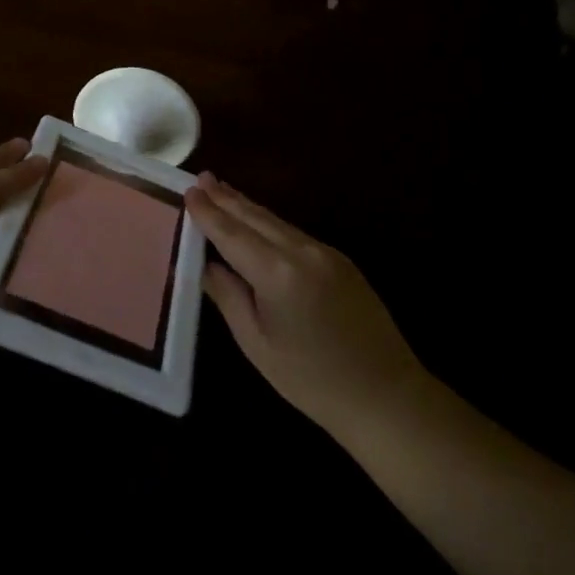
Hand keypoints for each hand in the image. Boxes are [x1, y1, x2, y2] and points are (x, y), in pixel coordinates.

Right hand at [188, 174, 427, 439]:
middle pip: (256, 218)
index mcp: (278, 274)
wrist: (386, 396)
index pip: (232, 234)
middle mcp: (303, 252)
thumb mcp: (257, 344)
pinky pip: (295, 233)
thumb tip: (204, 264)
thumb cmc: (312, 380)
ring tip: (222, 190)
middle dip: (227, 198)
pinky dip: (270, 222)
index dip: (208, 213)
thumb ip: (228, 296)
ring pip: (277, 221)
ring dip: (247, 206)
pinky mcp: (341, 261)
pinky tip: (257, 221)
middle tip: (201, 178)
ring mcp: (326, 253)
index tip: (188, 191)